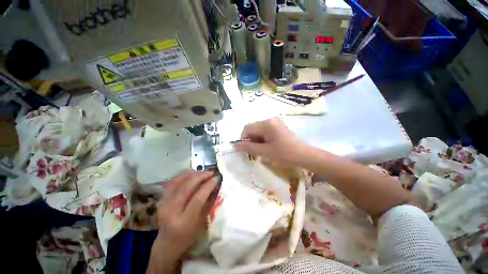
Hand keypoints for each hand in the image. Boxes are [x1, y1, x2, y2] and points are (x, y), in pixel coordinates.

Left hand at [148, 171, 216, 273]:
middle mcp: (171, 211)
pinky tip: (191, 174)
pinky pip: (172, 182)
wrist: (167, 244)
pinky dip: (183, 176)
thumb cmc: (189, 236)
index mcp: (184, 221)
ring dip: (192, 174)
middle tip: (211, 173)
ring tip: (203, 172)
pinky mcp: (160, 200)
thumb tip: (215, 185)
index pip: (197, 198)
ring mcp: (163, 204)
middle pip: (186, 187)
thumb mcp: (202, 222)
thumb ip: (208, 202)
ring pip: (178, 182)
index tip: (216, 178)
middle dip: (201, 176)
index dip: (208, 186)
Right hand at [233, 118, 308, 165]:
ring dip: (256, 140)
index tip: (246, 150)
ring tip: (262, 150)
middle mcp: (270, 119)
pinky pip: (265, 131)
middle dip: (251, 140)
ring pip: (258, 130)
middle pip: (253, 128)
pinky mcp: (278, 126)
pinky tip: (267, 147)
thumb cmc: (284, 154)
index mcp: (266, 123)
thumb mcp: (264, 152)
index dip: (243, 139)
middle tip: (255, 152)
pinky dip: (262, 139)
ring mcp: (275, 122)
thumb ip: (248, 148)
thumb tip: (234, 145)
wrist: (303, 155)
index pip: (247, 128)